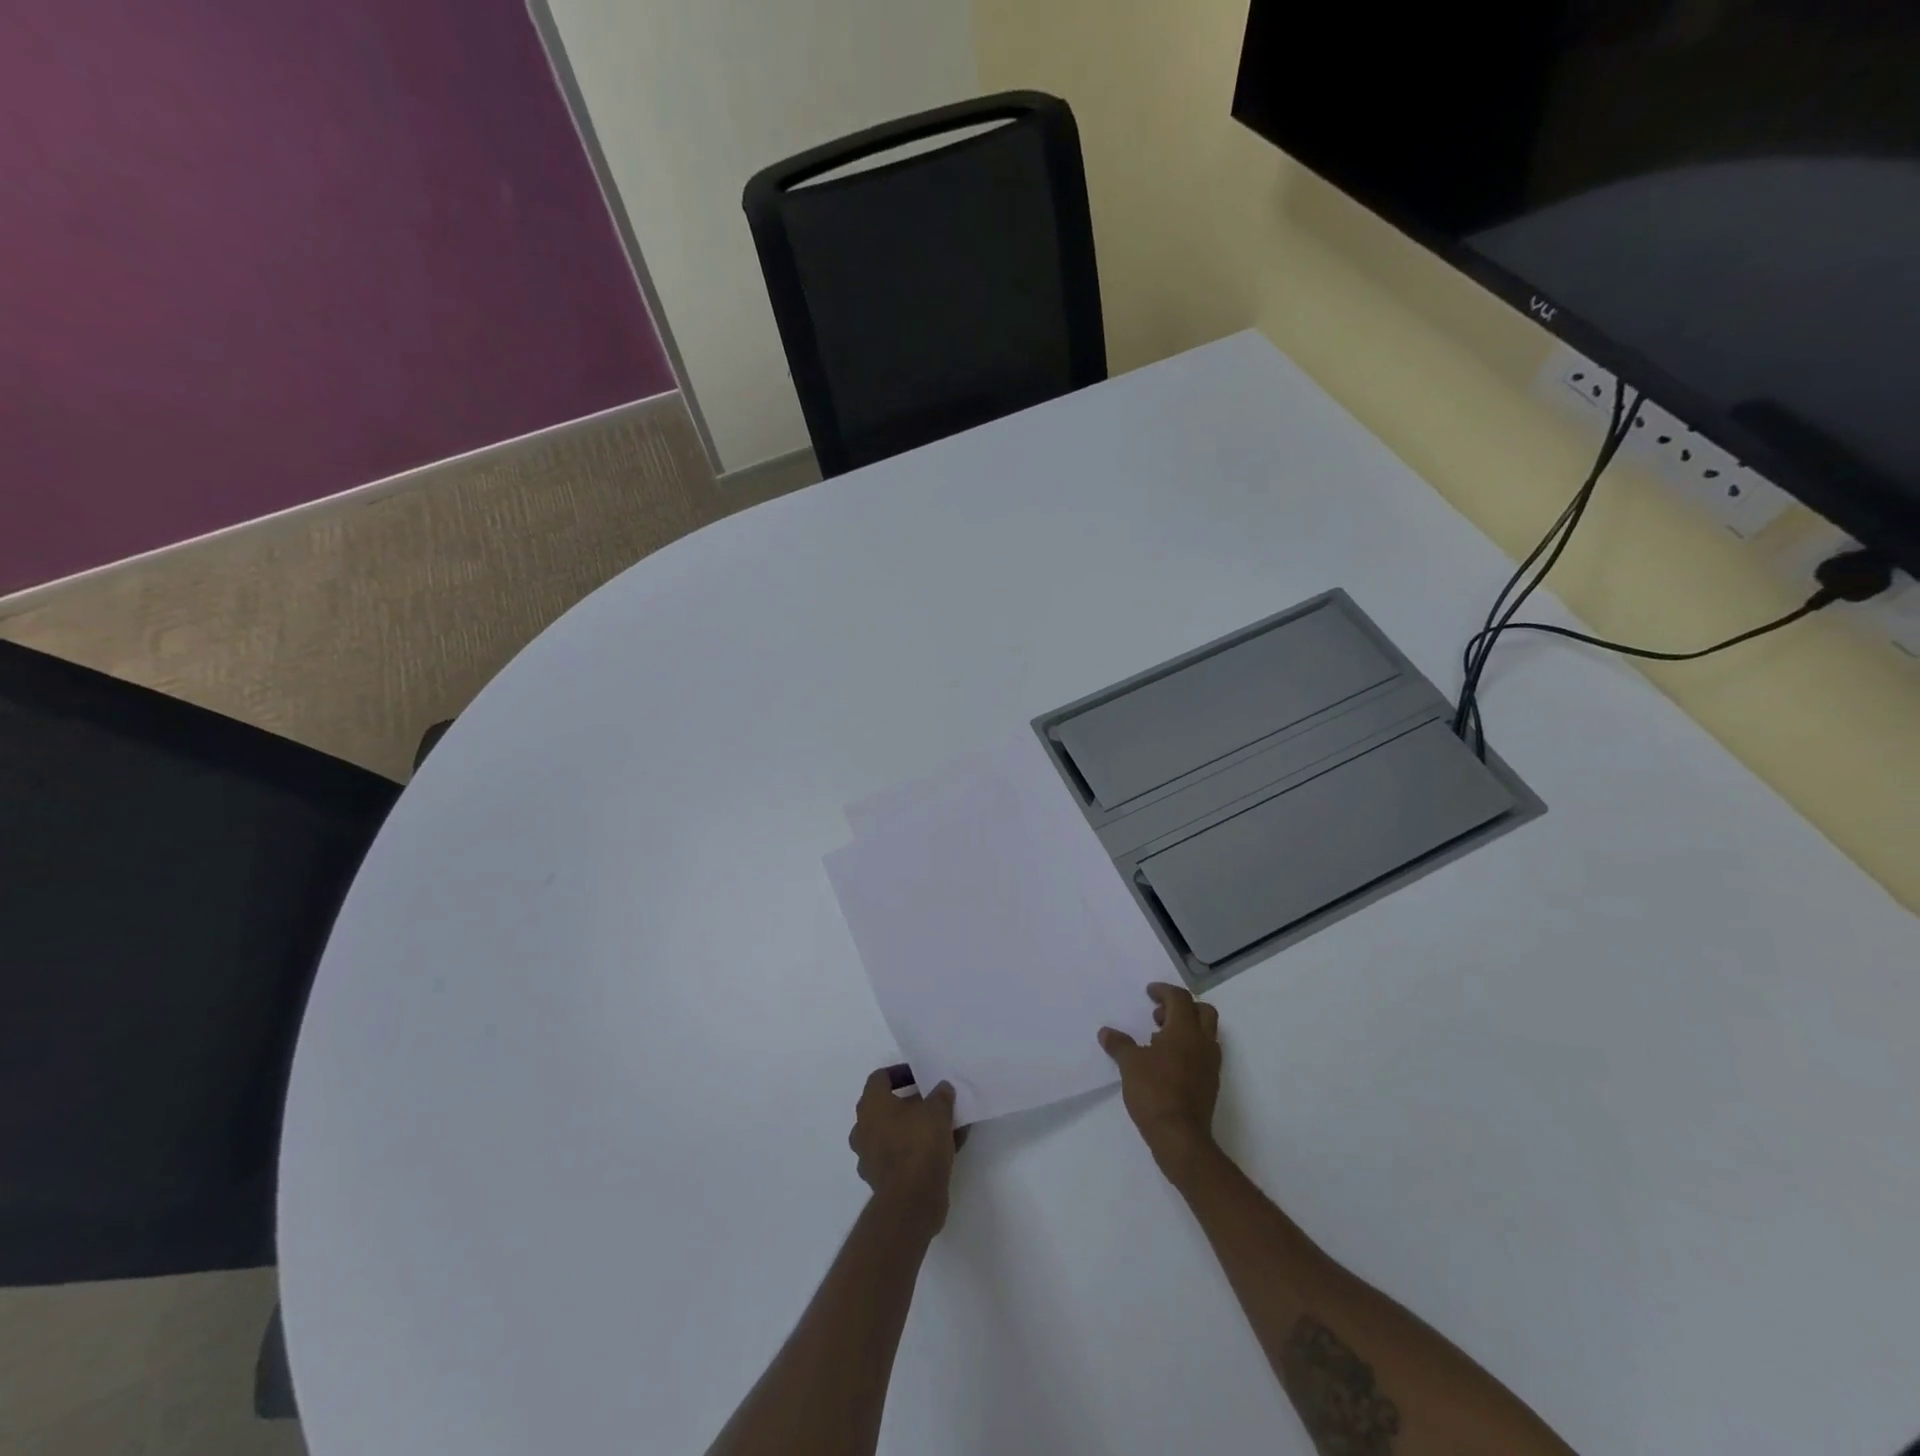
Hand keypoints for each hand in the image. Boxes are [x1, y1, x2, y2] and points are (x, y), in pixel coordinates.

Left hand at [849, 1067, 964, 1233]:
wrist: (911, 1202)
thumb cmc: (919, 1144)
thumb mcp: (938, 1111)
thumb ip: (940, 1095)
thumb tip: (942, 1088)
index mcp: (871, 1105)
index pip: (880, 1078)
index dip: (900, 1073)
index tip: (921, 1077)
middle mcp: (863, 1129)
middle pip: (886, 1107)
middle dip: (910, 1104)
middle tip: (934, 1103)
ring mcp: (869, 1157)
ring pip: (893, 1134)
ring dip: (914, 1129)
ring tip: (943, 1128)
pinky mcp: (880, 1181)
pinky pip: (899, 1157)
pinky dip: (916, 1152)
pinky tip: (943, 1152)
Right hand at [1099, 983, 1221, 1181]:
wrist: (1180, 1137)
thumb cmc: (1154, 1092)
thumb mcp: (1129, 1065)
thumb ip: (1119, 1045)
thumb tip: (1106, 1032)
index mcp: (1184, 1031)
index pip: (1180, 998)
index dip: (1164, 991)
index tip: (1149, 993)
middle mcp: (1202, 1043)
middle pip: (1202, 1011)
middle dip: (1182, 1007)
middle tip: (1159, 1016)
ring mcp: (1210, 1065)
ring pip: (1206, 1033)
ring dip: (1186, 1029)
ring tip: (1159, 1040)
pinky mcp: (1211, 1084)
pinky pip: (1204, 1054)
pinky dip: (1189, 1049)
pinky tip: (1168, 1063)